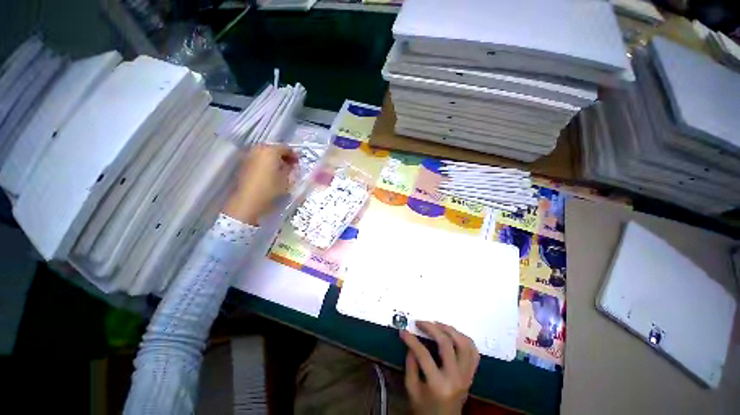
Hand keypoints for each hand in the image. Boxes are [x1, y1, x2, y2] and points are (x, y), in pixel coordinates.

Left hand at [224, 144, 297, 225]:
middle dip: (284, 156)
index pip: (286, 148)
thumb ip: (291, 169)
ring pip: (266, 153)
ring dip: (275, 159)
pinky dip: (266, 163)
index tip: (299, 163)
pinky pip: (259, 159)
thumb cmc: (271, 190)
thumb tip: (292, 164)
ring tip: (281, 170)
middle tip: (291, 166)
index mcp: (271, 151)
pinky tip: (271, 172)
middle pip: (275, 148)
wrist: (248, 202)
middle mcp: (259, 149)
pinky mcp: (244, 164)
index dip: (294, 155)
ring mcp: (250, 155)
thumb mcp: (287, 180)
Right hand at [401, 321, 479, 414]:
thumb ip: (410, 364)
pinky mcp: (471, 374)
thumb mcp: (412, 388)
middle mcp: (456, 378)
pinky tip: (453, 334)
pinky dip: (465, 339)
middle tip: (420, 322)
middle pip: (446, 344)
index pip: (423, 354)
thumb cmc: (425, 408)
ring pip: (464, 344)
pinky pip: (474, 352)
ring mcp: (466, 376)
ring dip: (450, 329)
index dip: (412, 340)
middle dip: (431, 328)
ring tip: (436, 324)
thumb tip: (411, 342)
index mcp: (438, 385)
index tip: (403, 331)